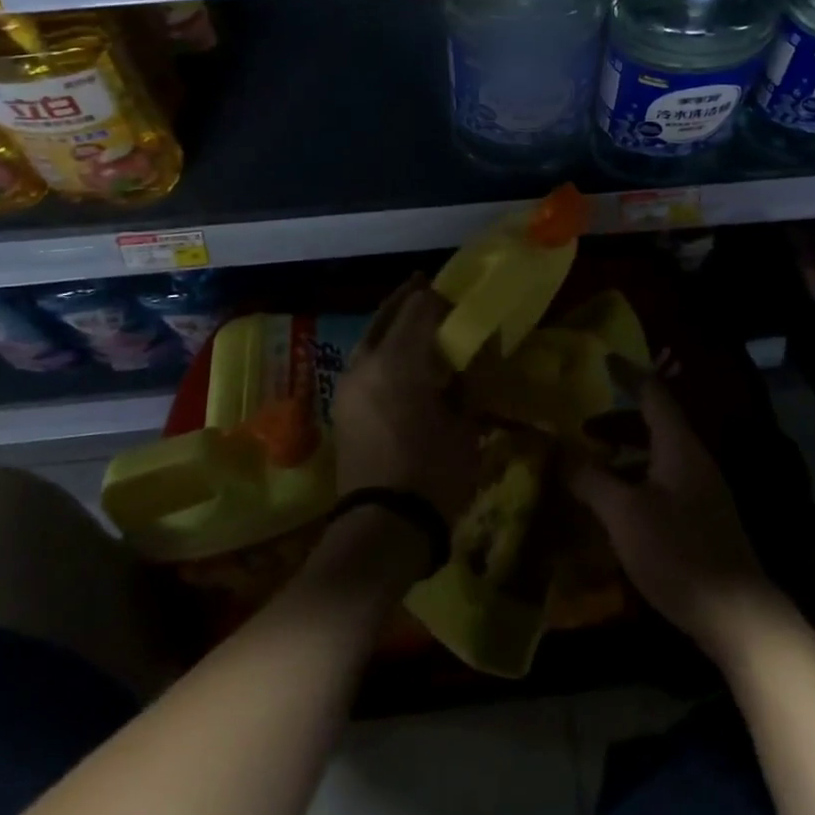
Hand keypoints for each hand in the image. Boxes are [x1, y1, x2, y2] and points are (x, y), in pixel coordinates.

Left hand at [331, 276, 479, 525]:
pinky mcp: (342, 405)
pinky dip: (381, 347)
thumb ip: (468, 384)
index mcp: (399, 359)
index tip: (460, 301)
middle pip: (387, 313)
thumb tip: (472, 360)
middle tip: (429, 286)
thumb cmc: (433, 474)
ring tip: (414, 319)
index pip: (420, 307)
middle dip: (409, 298)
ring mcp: (348, 383)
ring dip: (391, 322)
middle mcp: (367, 361)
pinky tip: (398, 357)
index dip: (441, 298)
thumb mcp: (465, 427)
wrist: (380, 528)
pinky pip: (363, 359)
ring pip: (370, 335)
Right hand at [570, 357, 781, 663]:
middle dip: (616, 421)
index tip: (605, 359)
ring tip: (590, 466)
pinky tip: (614, 506)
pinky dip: (635, 480)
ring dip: (624, 454)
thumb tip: (564, 455)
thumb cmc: (678, 552)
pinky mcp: (701, 520)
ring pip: (657, 456)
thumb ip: (592, 480)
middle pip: (654, 425)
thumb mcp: (624, 514)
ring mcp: (701, 491)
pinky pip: (662, 483)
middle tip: (581, 425)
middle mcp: (693, 460)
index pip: (652, 394)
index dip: (628, 374)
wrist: (737, 615)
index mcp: (678, 446)